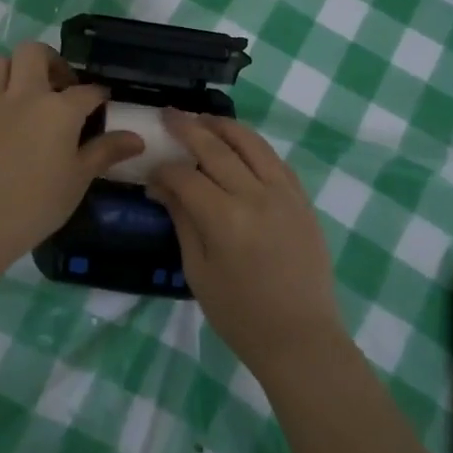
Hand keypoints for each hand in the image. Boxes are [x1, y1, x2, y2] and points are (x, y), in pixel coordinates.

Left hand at [0, 42, 144, 265]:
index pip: (87, 91)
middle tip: (59, 84)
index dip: (98, 95)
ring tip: (23, 90)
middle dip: (50, 60)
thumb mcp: (80, 178)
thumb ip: (106, 151)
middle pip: (34, 52)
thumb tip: (137, 139)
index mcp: (59, 109)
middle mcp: (25, 95)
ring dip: (11, 69)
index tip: (103, 103)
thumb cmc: (39, 202)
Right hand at [147, 112, 345, 375]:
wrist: (300, 337)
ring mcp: (284, 194)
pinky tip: (239, 144)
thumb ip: (182, 220)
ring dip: (224, 126)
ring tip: (203, 118)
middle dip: (188, 128)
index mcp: (224, 219)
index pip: (186, 177)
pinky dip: (254, 145)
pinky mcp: (302, 199)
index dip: (164, 170)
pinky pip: (275, 160)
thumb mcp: (198, 271)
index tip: (151, 174)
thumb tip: (161, 186)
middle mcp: (255, 196)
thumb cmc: (240, 314)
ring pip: (251, 143)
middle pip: (216, 148)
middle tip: (169, 114)